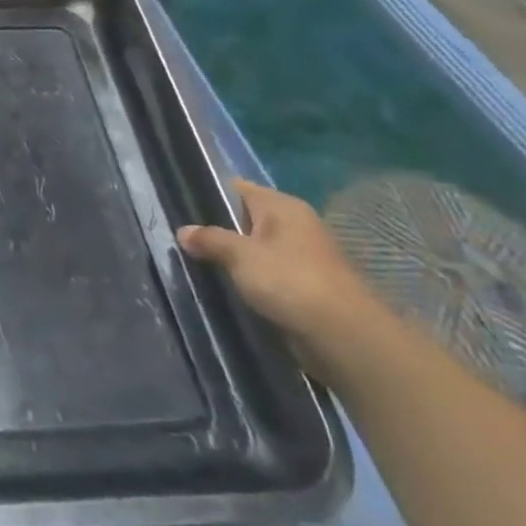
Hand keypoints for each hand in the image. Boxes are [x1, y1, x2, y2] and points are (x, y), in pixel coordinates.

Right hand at [178, 179, 387, 375]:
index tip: (180, 206)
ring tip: (196, 262)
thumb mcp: (240, 255)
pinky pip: (267, 273)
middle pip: (245, 219)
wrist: (344, 336)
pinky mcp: (305, 285)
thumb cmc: (290, 281)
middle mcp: (295, 225)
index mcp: (283, 206)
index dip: (209, 194)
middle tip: (182, 238)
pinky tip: (225, 285)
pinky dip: (248, 278)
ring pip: (255, 248)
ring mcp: (302, 256)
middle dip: (217, 229)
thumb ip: (209, 239)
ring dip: (232, 257)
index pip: (238, 188)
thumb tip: (183, 231)